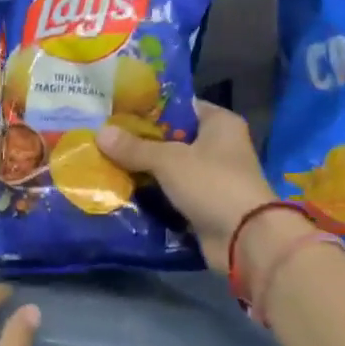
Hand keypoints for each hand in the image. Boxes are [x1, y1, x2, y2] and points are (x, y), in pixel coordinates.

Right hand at [97, 100, 277, 270]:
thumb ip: (135, 147)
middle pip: (173, 139)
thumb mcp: (169, 160)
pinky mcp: (206, 206)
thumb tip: (100, 133)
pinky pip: (174, 195)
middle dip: (141, 142)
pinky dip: (154, 196)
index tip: (117, 111)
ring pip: (172, 169)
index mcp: (220, 123)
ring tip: (106, 164)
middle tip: (104, 139)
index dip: (150, 108)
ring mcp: (214, 178)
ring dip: (145, 171)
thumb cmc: (212, 183)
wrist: (244, 238)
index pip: (181, 107)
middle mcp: (220, 146)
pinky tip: (123, 192)